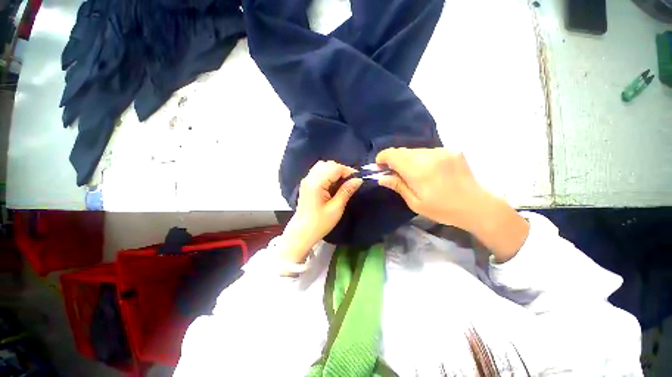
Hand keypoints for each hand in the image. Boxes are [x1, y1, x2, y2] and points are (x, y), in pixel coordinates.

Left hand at [280, 161, 362, 262]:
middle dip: (342, 170)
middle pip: (328, 164)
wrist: (302, 232)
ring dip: (335, 171)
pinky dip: (328, 173)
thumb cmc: (319, 223)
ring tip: (343, 182)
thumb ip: (346, 191)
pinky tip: (333, 183)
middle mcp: (310, 178)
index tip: (358, 179)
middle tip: (351, 181)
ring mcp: (306, 180)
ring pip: (323, 166)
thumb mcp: (336, 208)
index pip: (335, 168)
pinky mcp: (306, 183)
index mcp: (316, 184)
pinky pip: (318, 171)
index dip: (348, 171)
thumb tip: (358, 180)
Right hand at [376, 148, 528, 261]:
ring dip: (408, 160)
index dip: (382, 157)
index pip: (393, 154)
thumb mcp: (415, 203)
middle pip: (402, 151)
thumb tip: (381, 177)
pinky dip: (422, 159)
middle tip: (394, 173)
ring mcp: (442, 151)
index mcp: (418, 171)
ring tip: (414, 174)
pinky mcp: (451, 150)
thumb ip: (398, 186)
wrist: (477, 206)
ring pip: (415, 150)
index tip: (380, 166)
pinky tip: (429, 171)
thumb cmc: (443, 209)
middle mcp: (429, 156)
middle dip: (394, 160)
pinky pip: (428, 151)